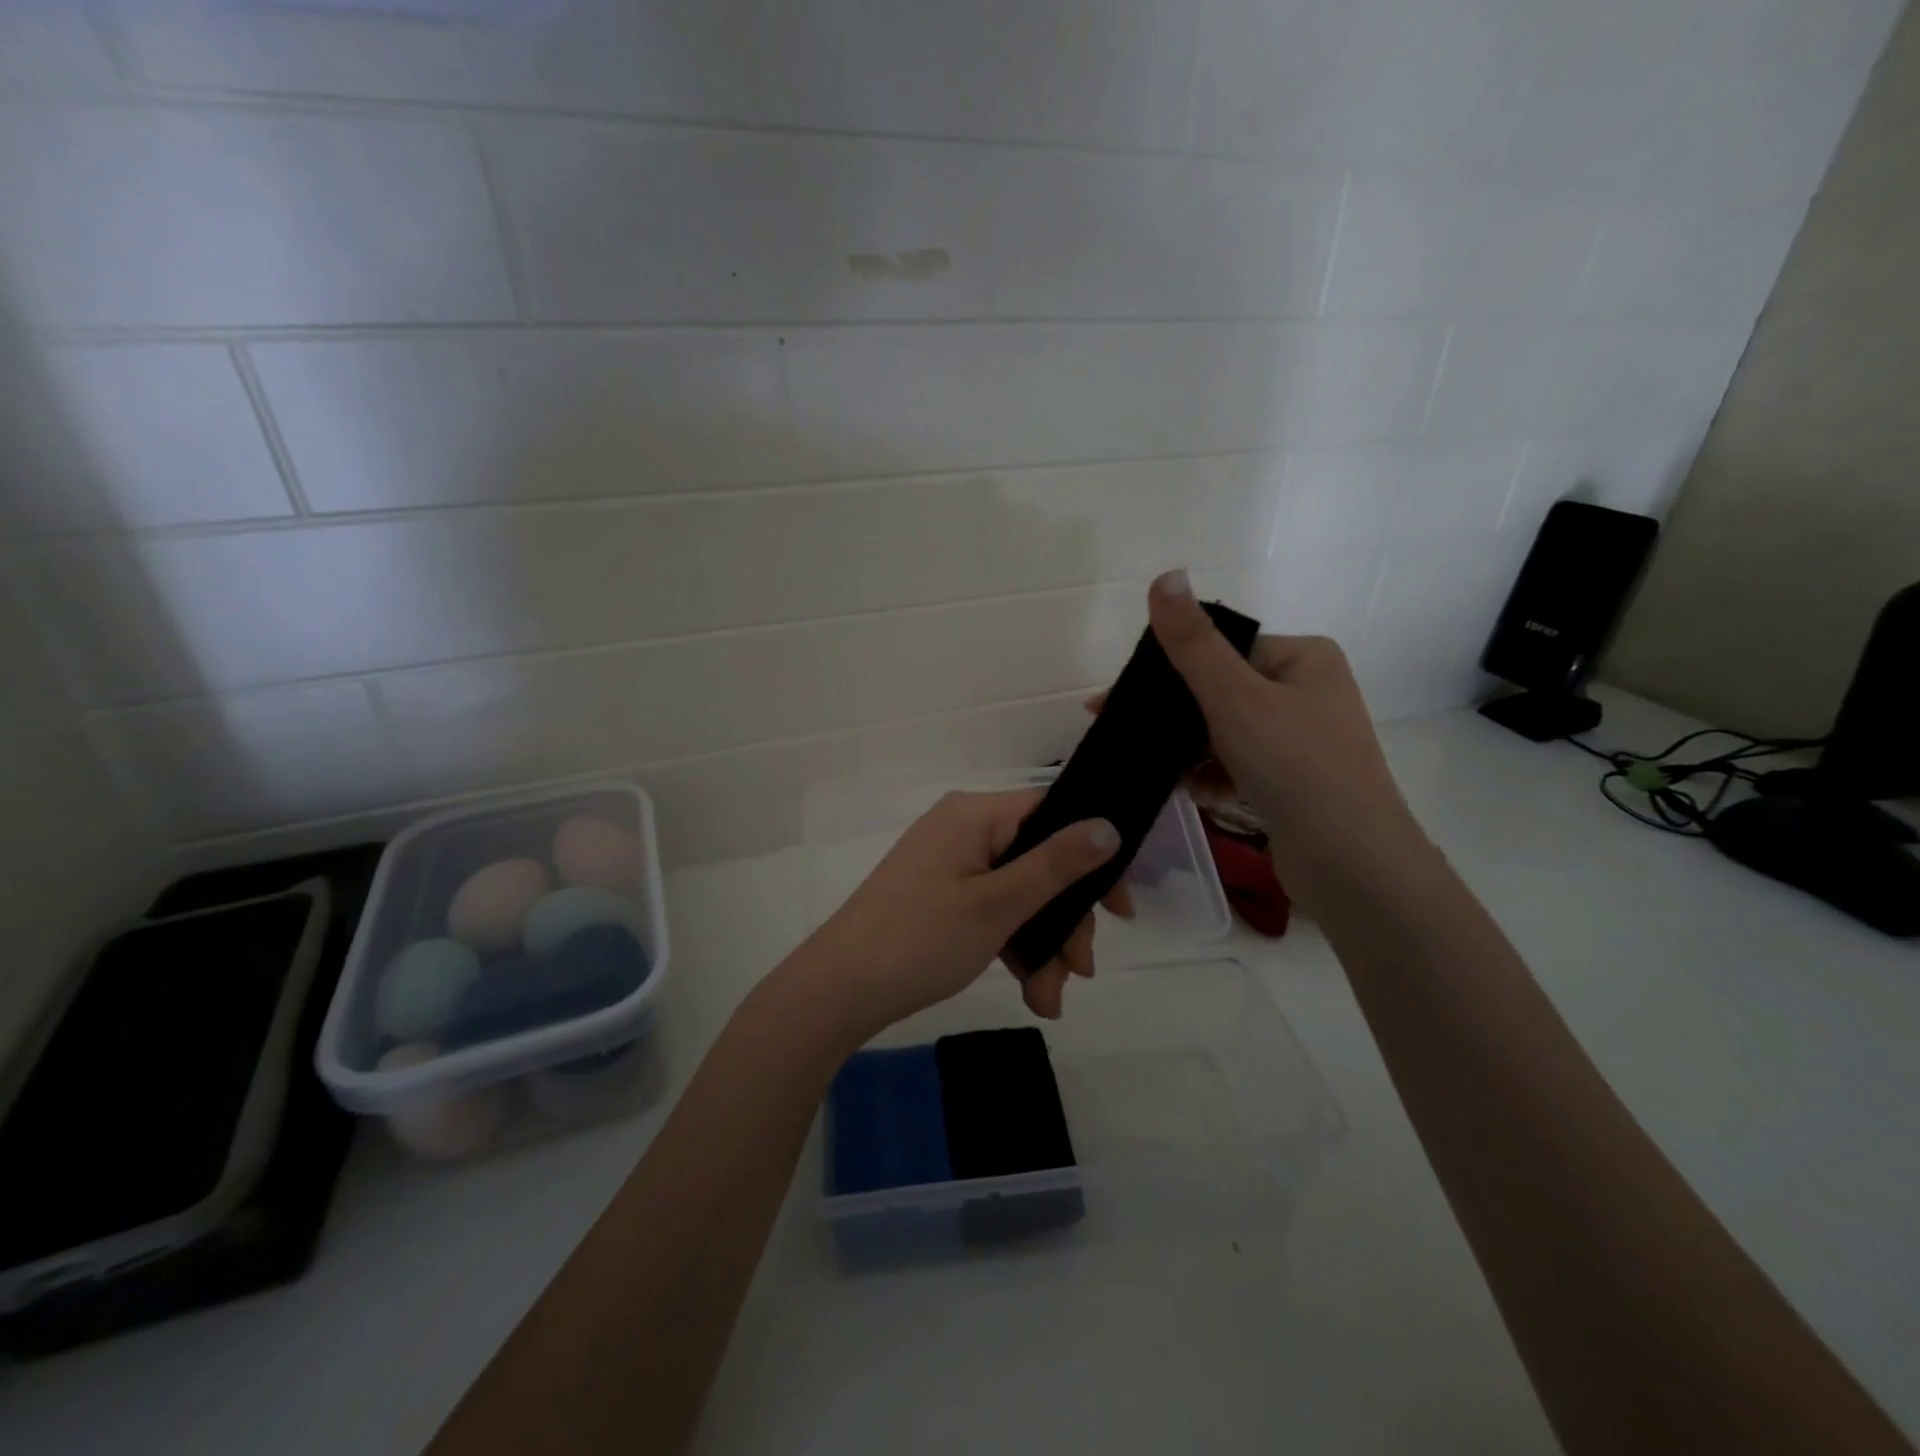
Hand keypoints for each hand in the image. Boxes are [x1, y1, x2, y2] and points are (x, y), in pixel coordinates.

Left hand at [789, 789, 1121, 1040]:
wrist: (837, 990)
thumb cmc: (921, 939)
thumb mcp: (998, 905)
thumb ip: (1057, 865)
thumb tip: (1110, 825)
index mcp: (975, 814)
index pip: (1053, 815)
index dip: (1094, 857)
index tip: (1120, 910)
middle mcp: (963, 829)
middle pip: (1039, 861)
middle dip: (1064, 921)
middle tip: (1079, 972)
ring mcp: (949, 864)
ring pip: (1019, 894)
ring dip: (1042, 945)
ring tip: (1048, 1000)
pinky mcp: (939, 896)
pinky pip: (992, 909)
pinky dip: (1013, 946)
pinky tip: (1030, 993)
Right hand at [1140, 569, 1429, 898]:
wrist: (1351, 863)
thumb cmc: (1295, 766)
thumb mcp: (1235, 698)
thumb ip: (1193, 643)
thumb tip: (1166, 575)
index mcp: (1302, 659)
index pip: (1222, 650)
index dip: (1169, 671)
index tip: (1120, 698)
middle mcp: (1306, 692)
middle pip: (1220, 692)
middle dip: (1174, 717)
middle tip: (1124, 733)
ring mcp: (1301, 740)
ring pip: (1224, 732)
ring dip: (1189, 750)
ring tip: (1159, 770)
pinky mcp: (1293, 782)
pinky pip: (1238, 765)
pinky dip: (1212, 776)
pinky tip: (1193, 793)